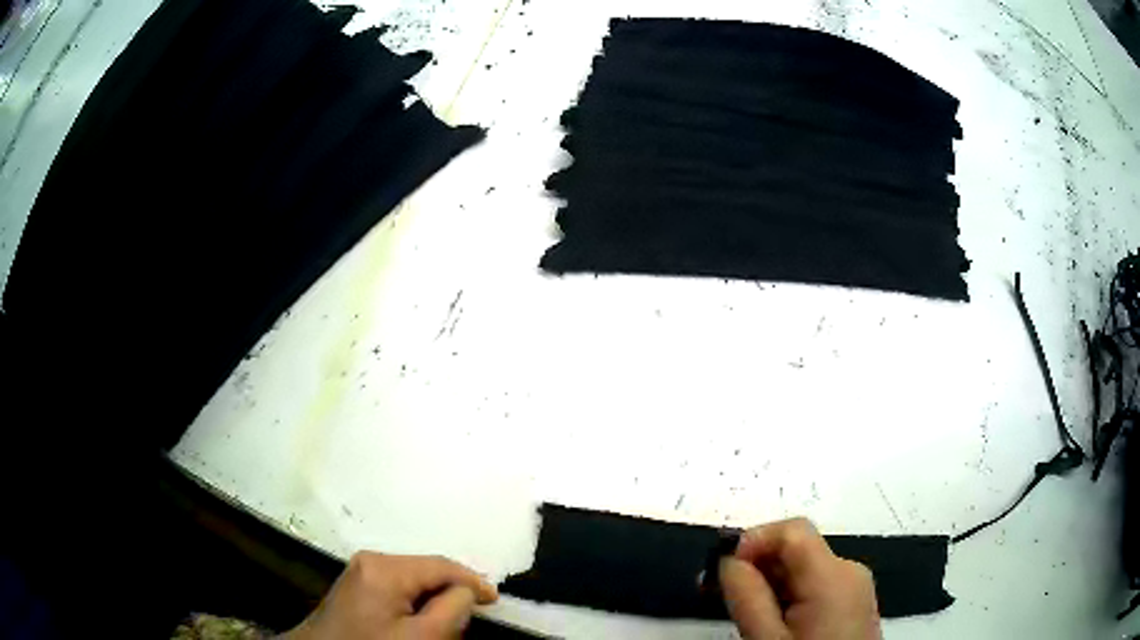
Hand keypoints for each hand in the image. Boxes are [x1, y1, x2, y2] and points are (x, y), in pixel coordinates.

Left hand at [284, 552, 497, 639]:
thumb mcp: (419, 636)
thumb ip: (451, 610)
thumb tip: (467, 591)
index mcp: (385, 568)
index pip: (441, 565)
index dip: (472, 581)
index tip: (495, 601)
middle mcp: (371, 561)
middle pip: (426, 572)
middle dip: (450, 594)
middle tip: (469, 619)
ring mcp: (361, 573)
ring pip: (413, 582)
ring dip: (433, 601)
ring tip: (445, 625)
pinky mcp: (357, 588)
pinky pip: (397, 589)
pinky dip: (415, 605)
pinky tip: (419, 624)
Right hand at [720, 518, 880, 639]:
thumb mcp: (767, 639)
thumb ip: (747, 596)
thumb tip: (729, 560)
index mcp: (833, 575)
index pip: (792, 530)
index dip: (753, 540)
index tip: (725, 570)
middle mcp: (850, 571)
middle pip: (797, 550)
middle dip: (758, 567)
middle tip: (721, 595)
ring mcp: (856, 587)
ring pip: (804, 569)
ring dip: (771, 584)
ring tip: (745, 616)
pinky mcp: (855, 602)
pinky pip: (817, 585)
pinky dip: (790, 596)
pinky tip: (773, 623)